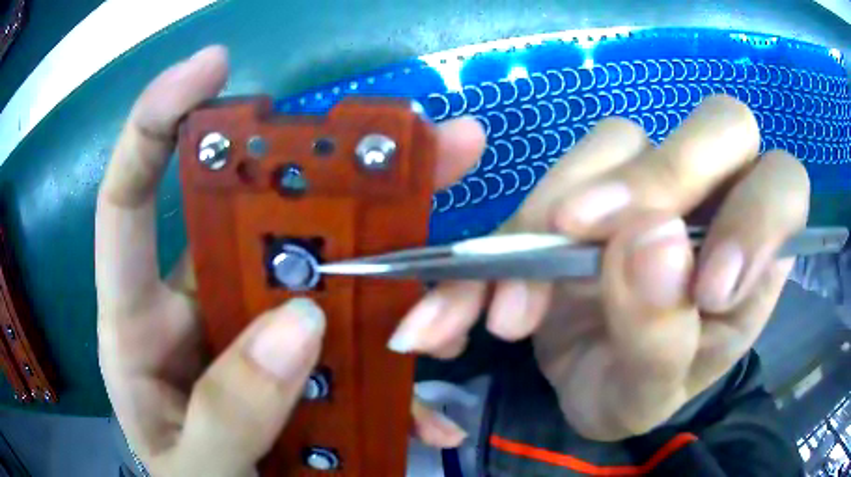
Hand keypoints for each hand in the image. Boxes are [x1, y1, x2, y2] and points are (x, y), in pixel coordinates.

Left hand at [95, 46, 483, 474]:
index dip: (158, 122)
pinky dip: (397, 378)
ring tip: (451, 250)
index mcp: (138, 328)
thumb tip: (297, 326)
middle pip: (252, 218)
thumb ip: (226, 414)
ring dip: (385, 266)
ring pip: (318, 276)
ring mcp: (252, 337)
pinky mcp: (301, 370)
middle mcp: (194, 311)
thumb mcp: (194, 470)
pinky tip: (432, 414)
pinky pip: (354, 351)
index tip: (211, 65)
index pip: (128, 200)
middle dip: (327, 172)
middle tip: (412, 137)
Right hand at [388, 96, 808, 440]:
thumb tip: (651, 243)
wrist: (580, 384)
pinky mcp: (591, 184)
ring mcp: (652, 181)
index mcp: (757, 256)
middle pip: (718, 127)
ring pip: (622, 140)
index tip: (707, 288)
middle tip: (589, 239)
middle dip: (662, 177)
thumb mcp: (650, 393)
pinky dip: (517, 228)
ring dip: (562, 211)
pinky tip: (489, 288)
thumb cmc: (635, 394)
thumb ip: (663, 335)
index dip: (756, 216)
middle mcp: (715, 199)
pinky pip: (558, 173)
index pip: (782, 187)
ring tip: (517, 306)